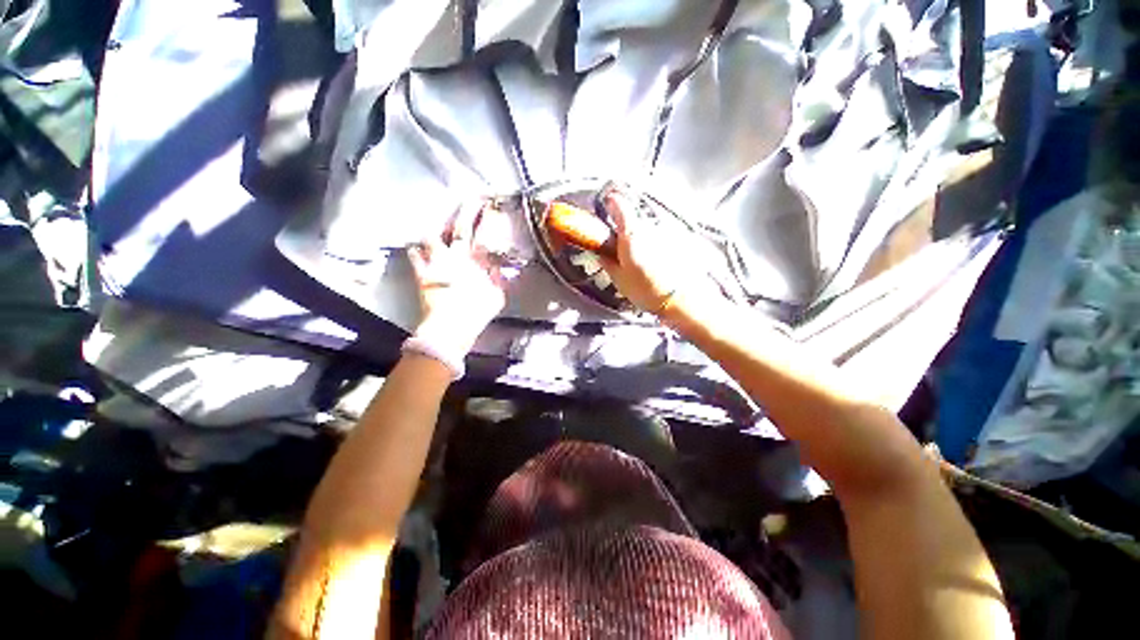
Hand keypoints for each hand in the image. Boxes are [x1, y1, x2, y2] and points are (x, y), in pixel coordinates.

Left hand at [408, 201, 513, 355]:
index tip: (489, 204)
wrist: (451, 326)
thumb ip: (498, 280)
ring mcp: (437, 263)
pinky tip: (415, 250)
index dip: (486, 218)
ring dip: (436, 233)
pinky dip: (416, 252)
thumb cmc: (477, 311)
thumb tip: (496, 267)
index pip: (484, 233)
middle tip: (471, 199)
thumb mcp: (497, 297)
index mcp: (477, 261)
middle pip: (461, 228)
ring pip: (433, 238)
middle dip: (467, 211)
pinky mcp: (422, 273)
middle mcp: (457, 256)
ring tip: (434, 230)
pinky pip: (415, 257)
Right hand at [599, 188, 714, 317]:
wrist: (682, 300)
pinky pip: (660, 239)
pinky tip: (656, 265)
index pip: (618, 204)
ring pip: (647, 231)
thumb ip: (607, 261)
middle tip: (620, 250)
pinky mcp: (679, 241)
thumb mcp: (618, 279)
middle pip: (633, 220)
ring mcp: (666, 232)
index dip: (609, 203)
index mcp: (631, 233)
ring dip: (642, 241)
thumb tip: (600, 252)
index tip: (604, 207)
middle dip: (625, 231)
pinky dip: (655, 247)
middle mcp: (649, 227)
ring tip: (641, 263)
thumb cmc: (647, 290)